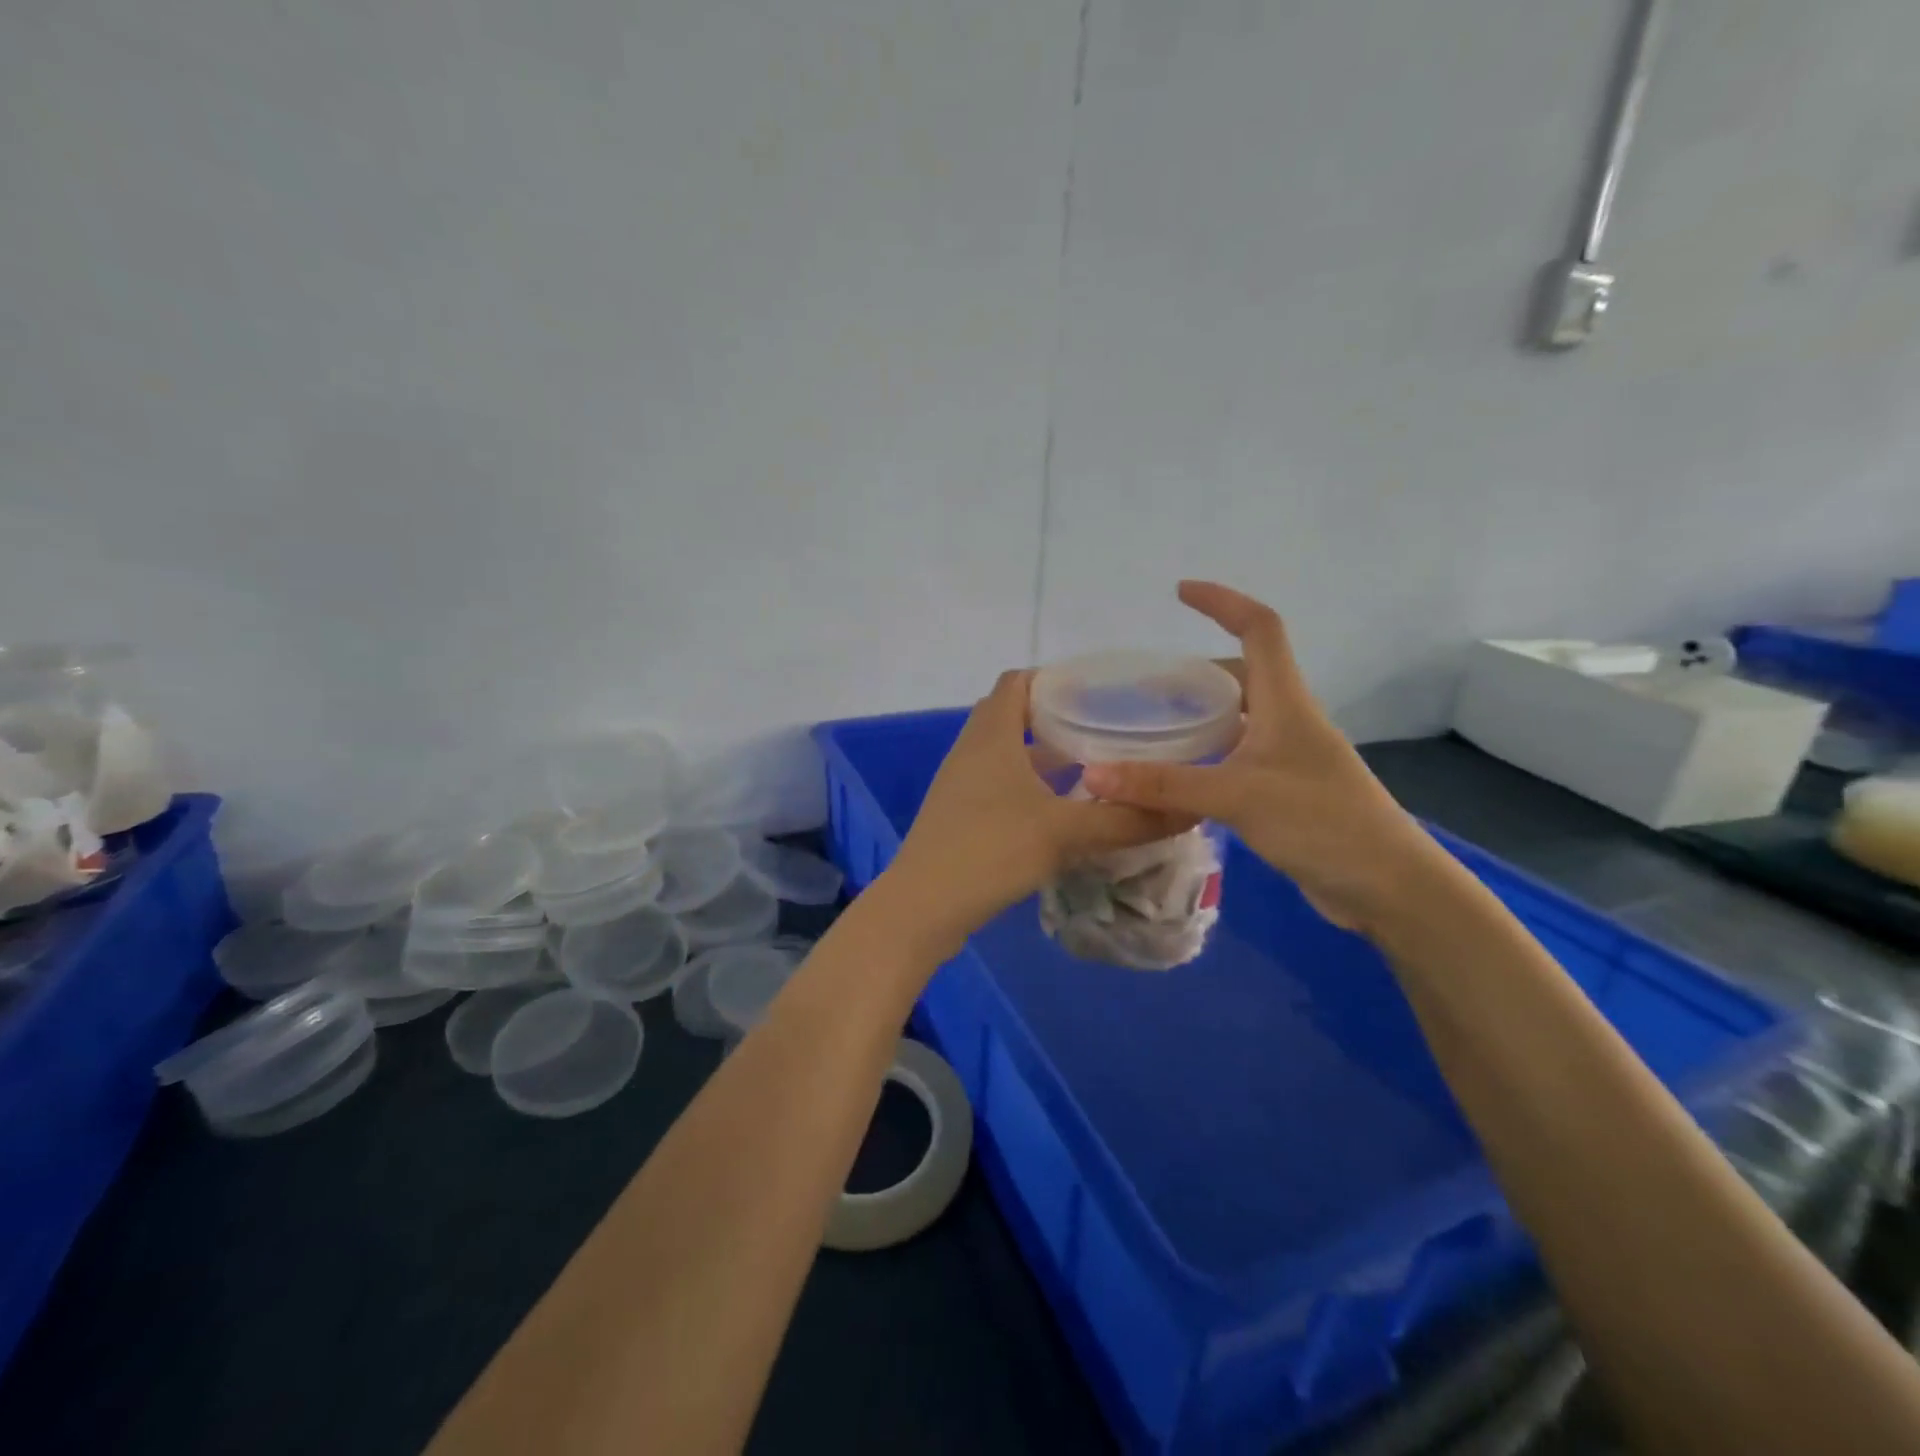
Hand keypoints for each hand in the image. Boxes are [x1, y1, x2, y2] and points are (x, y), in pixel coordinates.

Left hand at [885, 671, 1192, 949]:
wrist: (922, 908)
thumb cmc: (990, 851)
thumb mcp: (1065, 833)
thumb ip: (1127, 820)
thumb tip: (1190, 809)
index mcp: (992, 736)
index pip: (1017, 682)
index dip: (1054, 677)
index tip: (1098, 689)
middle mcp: (972, 751)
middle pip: (1012, 715)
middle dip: (1056, 717)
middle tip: (1104, 728)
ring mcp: (961, 785)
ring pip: (1007, 755)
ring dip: (1043, 756)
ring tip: (1092, 767)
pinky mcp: (960, 816)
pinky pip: (999, 785)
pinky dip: (1029, 786)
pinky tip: (1060, 812)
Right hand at [1081, 581, 1439, 936]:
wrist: (1387, 887)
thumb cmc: (1321, 823)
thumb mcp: (1237, 796)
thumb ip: (1164, 785)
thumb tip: (1094, 774)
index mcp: (1286, 702)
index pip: (1259, 628)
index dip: (1223, 602)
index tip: (1180, 592)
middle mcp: (1288, 721)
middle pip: (1240, 676)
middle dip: (1192, 674)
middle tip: (1142, 690)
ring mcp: (1288, 758)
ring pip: (1236, 720)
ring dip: (1197, 717)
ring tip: (1149, 730)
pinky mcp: (1284, 792)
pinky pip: (1236, 758)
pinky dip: (1204, 757)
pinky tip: (1176, 779)